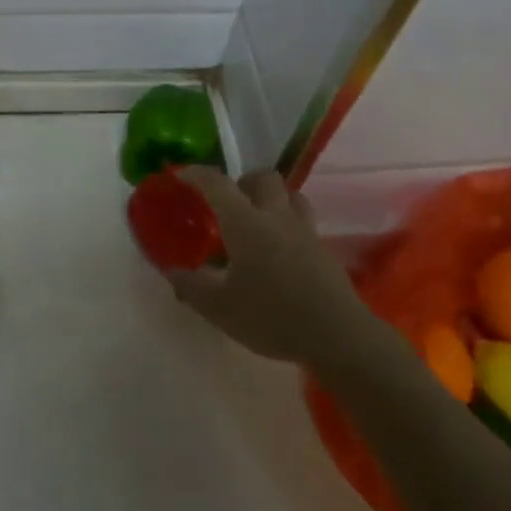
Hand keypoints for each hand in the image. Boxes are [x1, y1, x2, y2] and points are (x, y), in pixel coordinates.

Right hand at [166, 168, 364, 365]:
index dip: (196, 174)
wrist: (338, 336)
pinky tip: (277, 251)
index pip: (217, 184)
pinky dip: (286, 224)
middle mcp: (276, 217)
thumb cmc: (272, 316)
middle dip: (242, 181)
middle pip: (263, 178)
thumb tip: (172, 271)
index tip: (180, 175)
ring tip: (256, 220)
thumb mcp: (219, 307)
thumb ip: (191, 286)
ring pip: (290, 195)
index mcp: (246, 223)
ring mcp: (305, 231)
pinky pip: (303, 221)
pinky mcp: (323, 250)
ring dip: (271, 198)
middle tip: (227, 204)